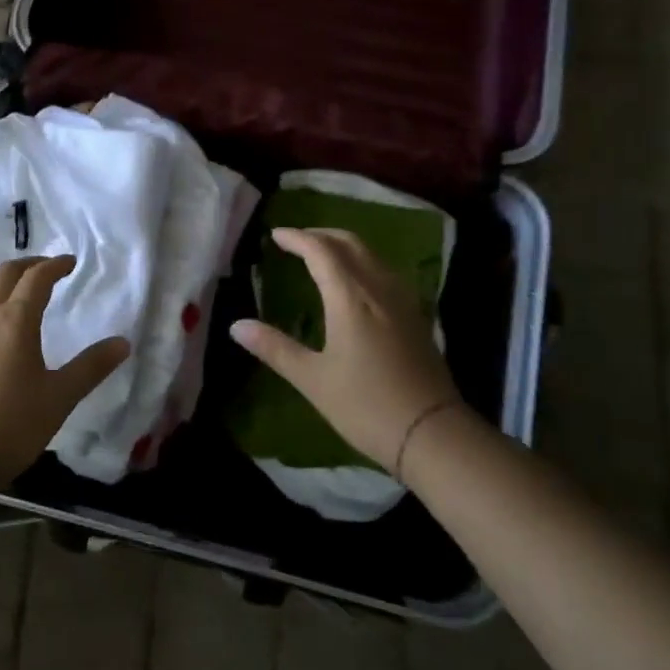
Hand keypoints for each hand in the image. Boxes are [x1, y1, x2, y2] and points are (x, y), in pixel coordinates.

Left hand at [0, 255, 130, 486]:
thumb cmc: (13, 424)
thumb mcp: (61, 397)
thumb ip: (92, 366)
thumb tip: (123, 342)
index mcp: (16, 322)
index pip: (37, 279)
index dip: (55, 265)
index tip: (70, 263)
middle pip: (4, 274)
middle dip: (27, 265)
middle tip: (44, 269)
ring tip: (10, 289)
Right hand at [230, 227, 461, 474]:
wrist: (433, 434)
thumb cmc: (366, 405)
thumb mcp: (312, 379)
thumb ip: (274, 348)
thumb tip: (236, 326)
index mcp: (351, 297)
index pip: (321, 251)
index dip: (297, 238)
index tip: (275, 235)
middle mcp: (379, 288)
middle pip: (350, 244)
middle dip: (321, 235)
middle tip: (296, 240)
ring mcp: (402, 301)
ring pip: (371, 255)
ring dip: (344, 246)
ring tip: (321, 256)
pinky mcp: (416, 317)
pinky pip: (385, 272)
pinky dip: (363, 263)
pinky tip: (355, 284)